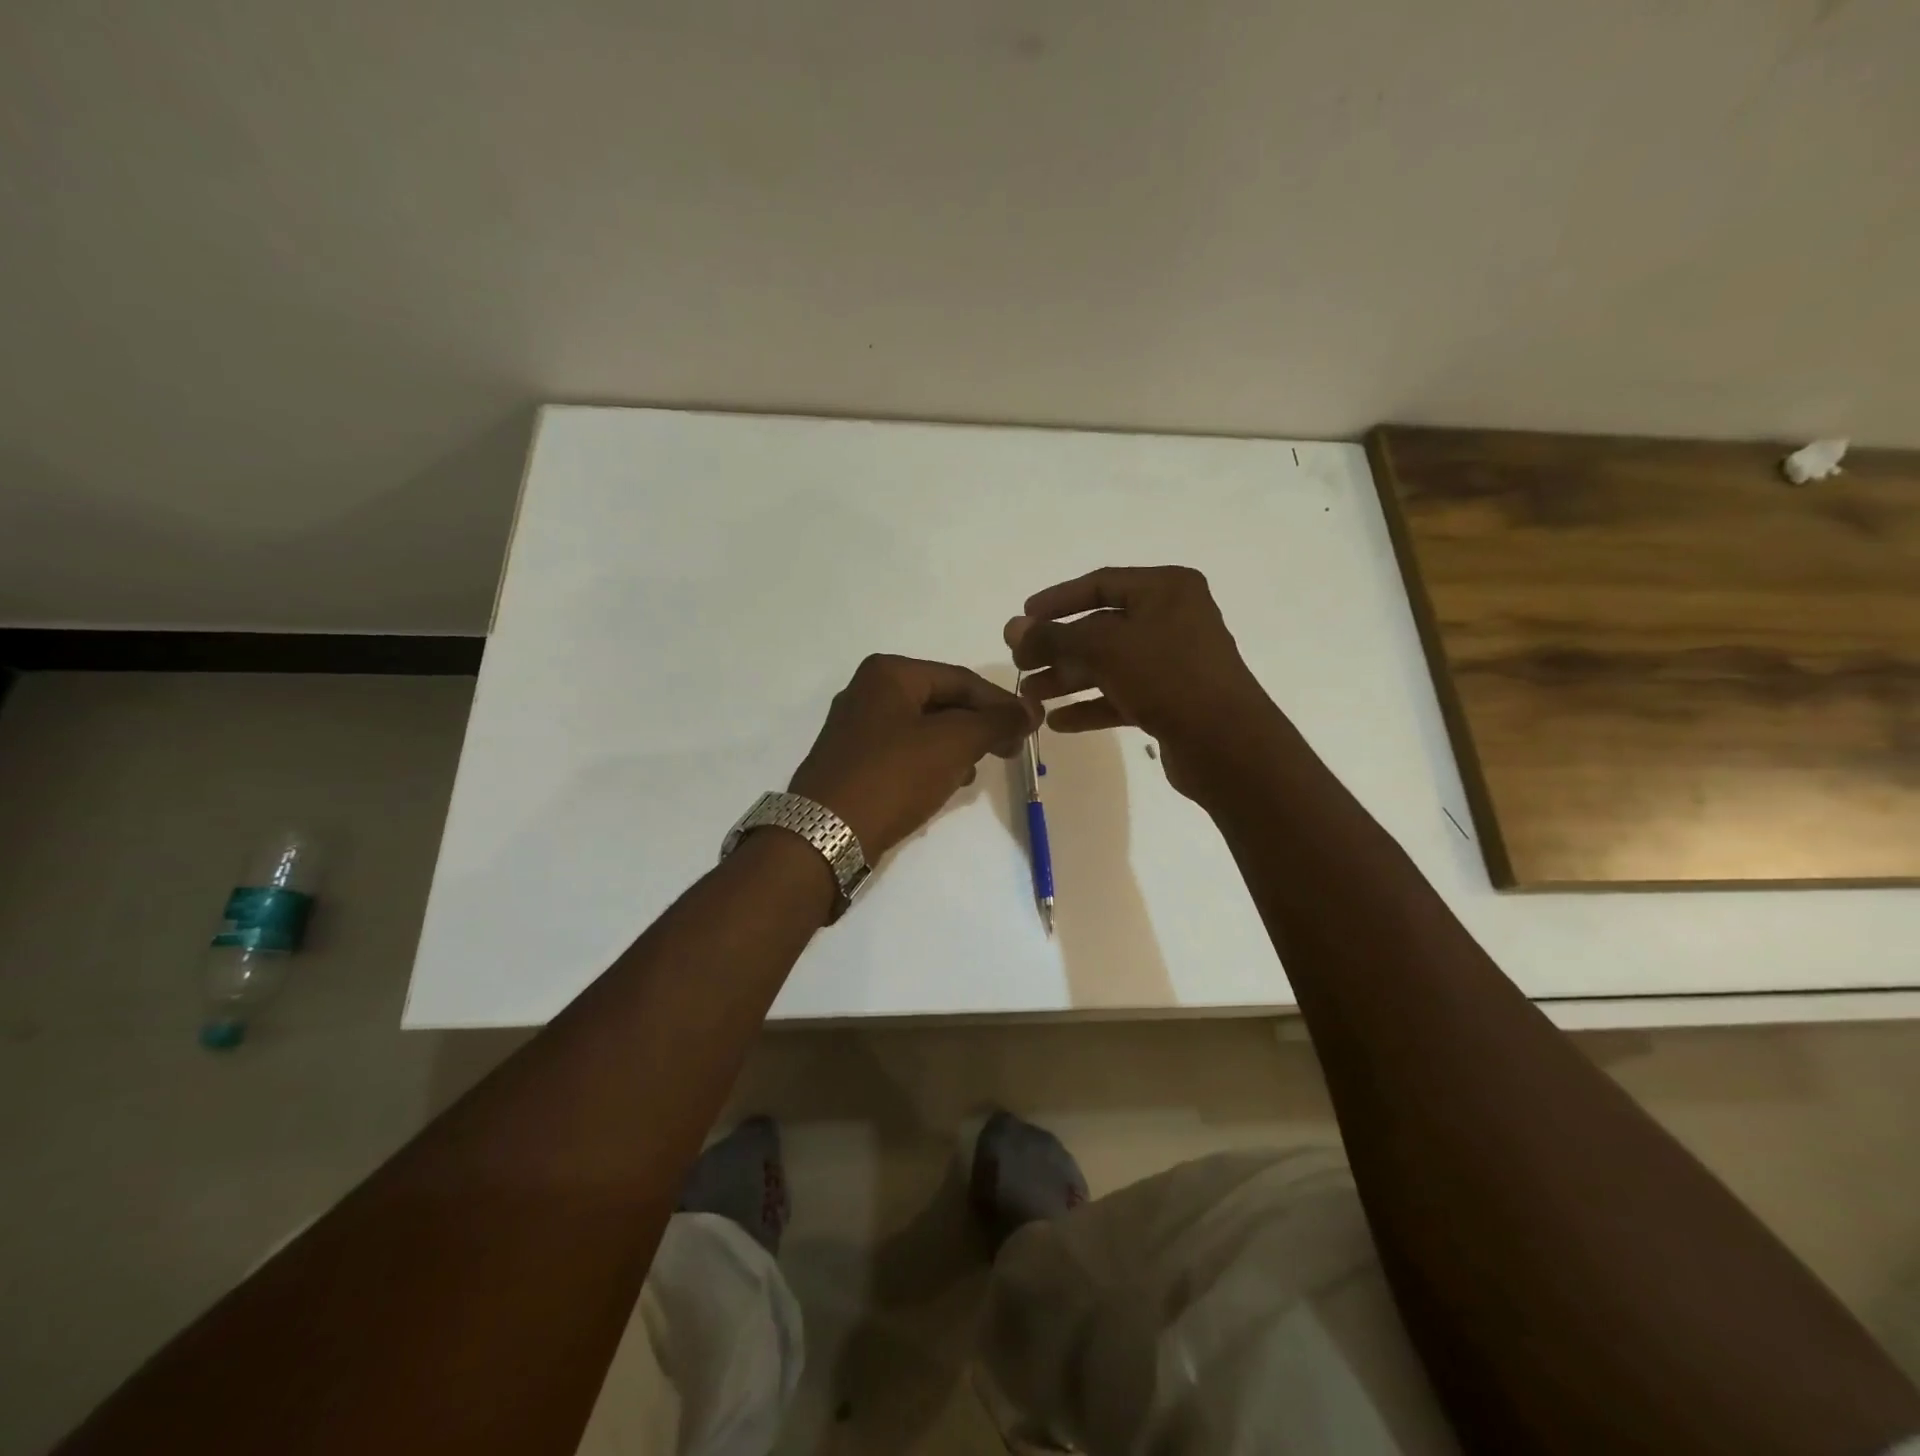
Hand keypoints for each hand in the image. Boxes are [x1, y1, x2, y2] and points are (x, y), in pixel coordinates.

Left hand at [789, 655, 1039, 859]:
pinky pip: (904, 751)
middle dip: (978, 727)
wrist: (826, 834)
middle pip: (942, 701)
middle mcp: (868, 690)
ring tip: (975, 770)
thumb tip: (1031, 708)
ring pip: (925, 728)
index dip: (1001, 703)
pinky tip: (945, 783)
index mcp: (889, 673)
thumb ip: (996, 722)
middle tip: (1010, 752)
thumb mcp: (953, 743)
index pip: (961, 679)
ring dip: (956, 746)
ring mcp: (856, 727)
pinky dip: (930, 762)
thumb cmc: (894, 776)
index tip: (1030, 729)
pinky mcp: (853, 760)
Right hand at [1005, 566, 1280, 799]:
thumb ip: (1054, 636)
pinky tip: (1058, 722)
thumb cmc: (1167, 677)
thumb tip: (1013, 628)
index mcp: (1166, 590)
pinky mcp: (1172, 701)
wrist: (1226, 744)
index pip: (1100, 584)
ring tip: (1030, 697)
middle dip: (1057, 648)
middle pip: (1100, 628)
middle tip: (1019, 665)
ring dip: (1068, 679)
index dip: (1057, 600)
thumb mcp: (1104, 648)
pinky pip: (1121, 696)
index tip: (1023, 618)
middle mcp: (1172, 619)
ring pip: (1109, 664)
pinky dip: (1091, 706)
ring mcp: (1173, 662)